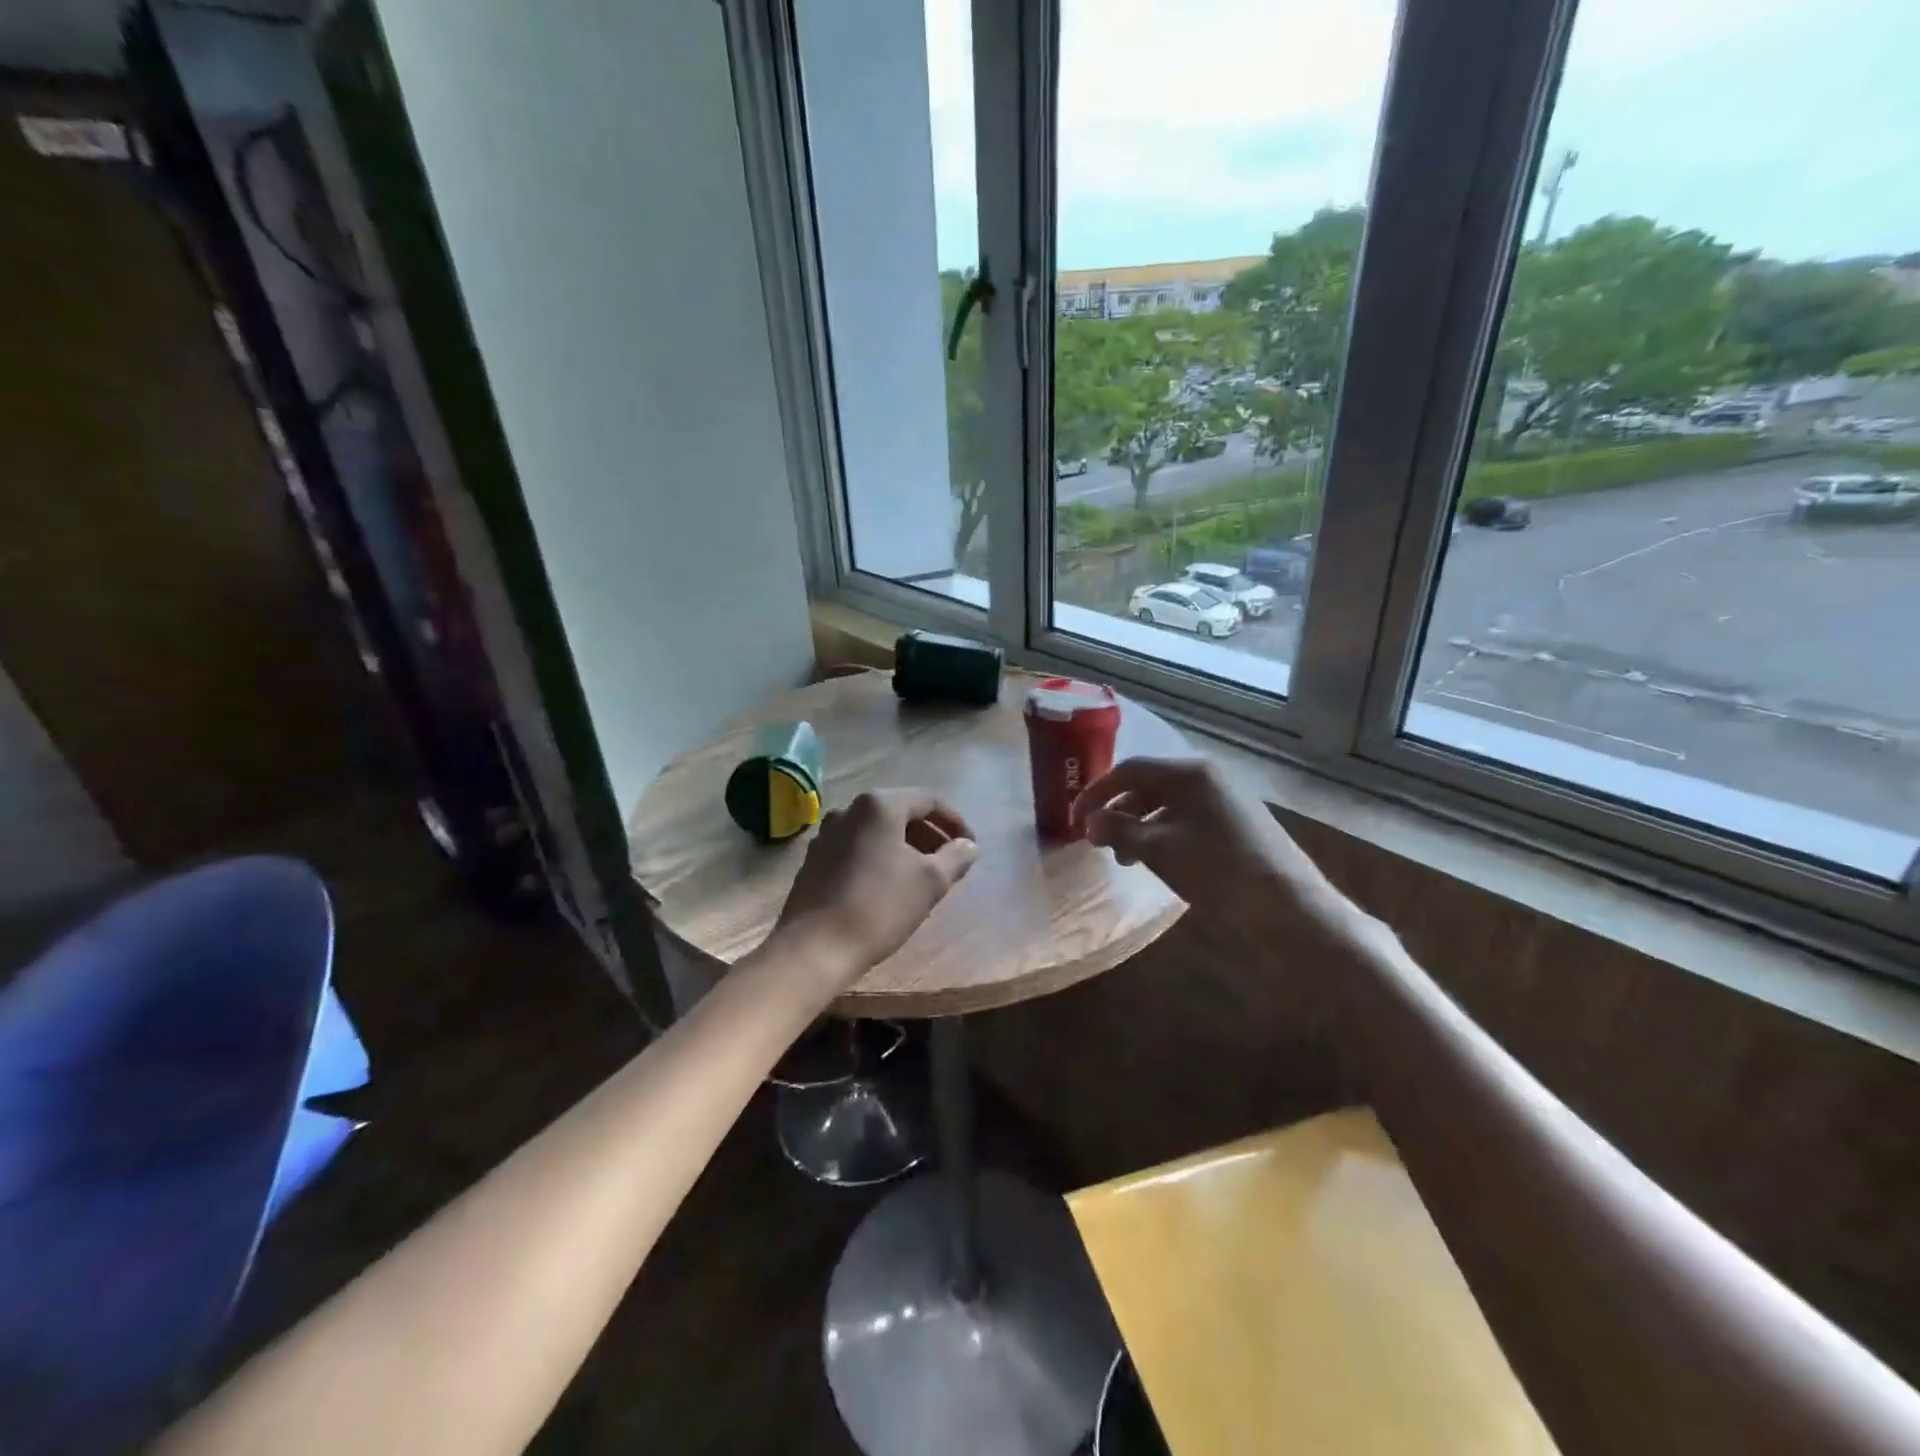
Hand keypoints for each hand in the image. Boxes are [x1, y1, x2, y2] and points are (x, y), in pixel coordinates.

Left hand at [771, 789, 978, 987]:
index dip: (954, 821)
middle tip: (949, 861)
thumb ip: (955, 857)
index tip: (970, 847)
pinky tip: (888, 885)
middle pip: (900, 811)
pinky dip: (879, 856)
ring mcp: (826, 834)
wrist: (815, 948)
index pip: (928, 800)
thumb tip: (968, 846)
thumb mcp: (930, 882)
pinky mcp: (814, 859)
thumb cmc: (879, 907)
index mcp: (878, 805)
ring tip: (923, 874)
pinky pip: (857, 847)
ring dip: (905, 846)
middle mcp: (849, 809)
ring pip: (877, 830)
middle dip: (929, 833)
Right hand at [1071, 757, 1357, 949]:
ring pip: (1166, 803)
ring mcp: (1224, 797)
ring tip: (1125, 859)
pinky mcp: (1235, 820)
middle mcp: (1207, 775)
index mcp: (1188, 771)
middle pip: (1147, 784)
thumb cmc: (1217, 870)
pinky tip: (1156, 861)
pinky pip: (1186, 817)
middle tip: (1098, 841)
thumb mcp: (1158, 850)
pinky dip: (1162, 834)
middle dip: (1118, 811)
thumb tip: (1090, 823)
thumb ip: (1118, 830)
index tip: (1074, 820)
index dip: (1096, 793)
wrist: (1287, 905)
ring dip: (1139, 826)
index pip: (1128, 770)